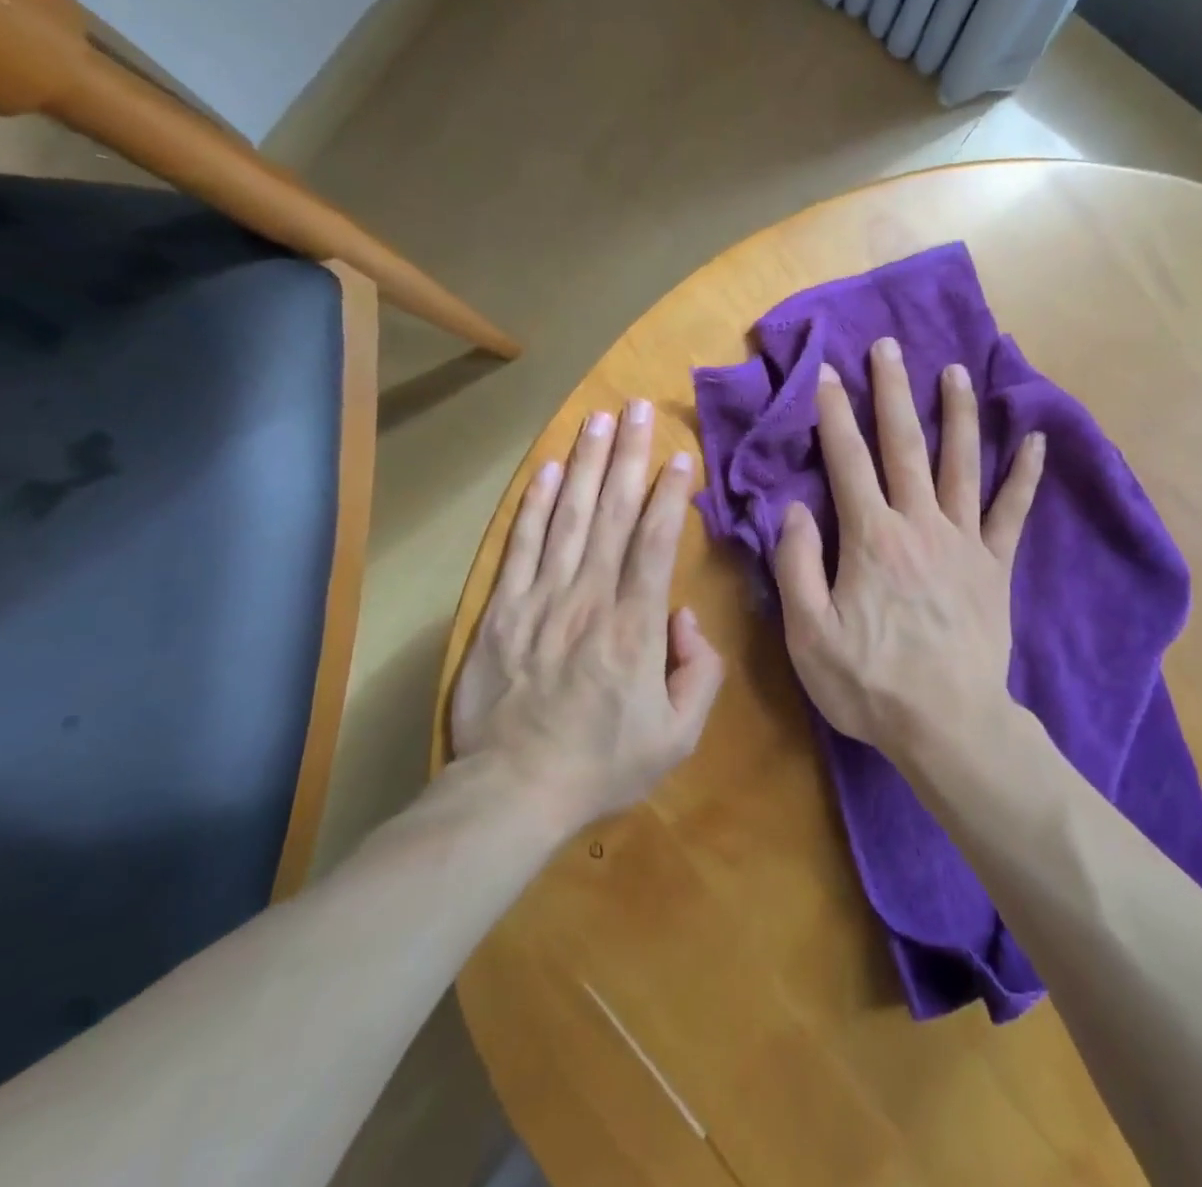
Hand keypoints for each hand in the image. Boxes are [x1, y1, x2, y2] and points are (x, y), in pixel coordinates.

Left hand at [448, 400, 723, 830]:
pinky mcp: (502, 611)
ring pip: (570, 518)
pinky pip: (522, 547)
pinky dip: (536, 506)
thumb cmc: (603, 764)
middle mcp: (590, 599)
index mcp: (636, 627)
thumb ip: (699, 672)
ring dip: (586, 465)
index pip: (656, 542)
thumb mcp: (678, 736)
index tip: (681, 456)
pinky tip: (549, 470)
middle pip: (613, 514)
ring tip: (598, 420)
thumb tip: (686, 617)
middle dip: (629, 456)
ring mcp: (541, 600)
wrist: (513, 792)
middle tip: (639, 410)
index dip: (670, 494)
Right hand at [774, 337, 1043, 759]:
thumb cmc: (870, 683)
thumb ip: (796, 565)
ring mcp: (963, 542)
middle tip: (887, 346)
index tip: (826, 372)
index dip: (833, 413)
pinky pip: (1013, 512)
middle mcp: (919, 524)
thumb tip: (793, 508)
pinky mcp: (995, 566)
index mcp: (870, 537)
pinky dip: (1025, 474)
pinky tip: (1035, 440)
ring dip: (956, 414)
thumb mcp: (808, 634)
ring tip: (954, 371)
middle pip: (904, 445)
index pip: (847, 460)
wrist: (948, 726)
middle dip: (892, 391)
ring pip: (961, 464)